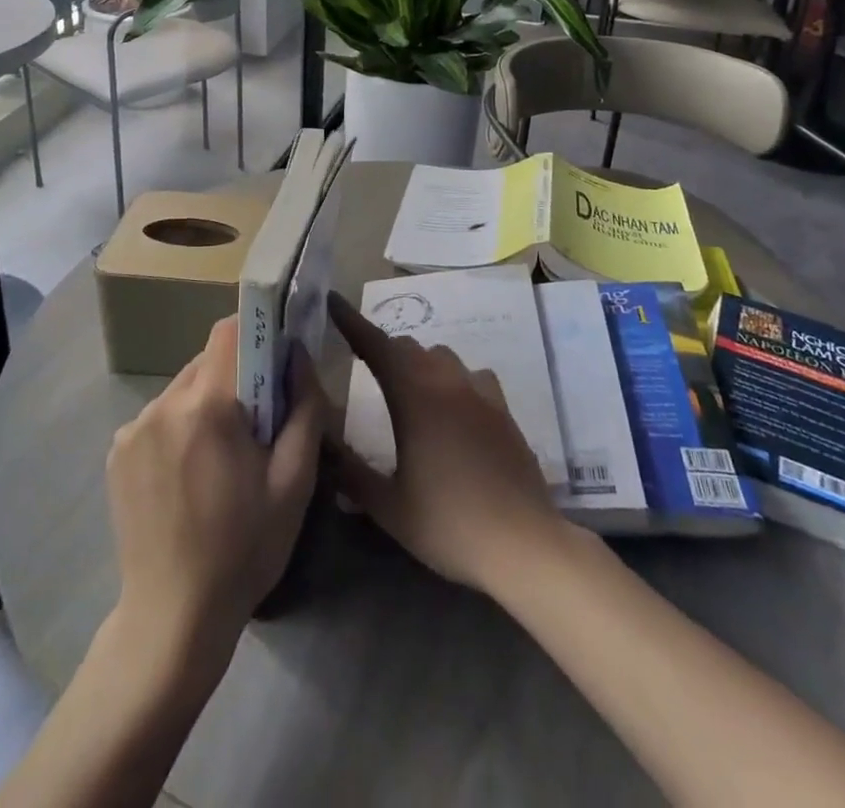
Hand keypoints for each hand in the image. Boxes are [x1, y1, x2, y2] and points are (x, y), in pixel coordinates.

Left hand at [105, 316, 324, 661]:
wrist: (172, 619)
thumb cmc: (244, 550)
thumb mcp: (294, 481)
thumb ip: (304, 407)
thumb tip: (298, 355)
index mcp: (206, 406)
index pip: (229, 332)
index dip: (257, 334)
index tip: (278, 361)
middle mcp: (162, 404)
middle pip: (207, 360)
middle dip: (237, 377)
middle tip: (258, 423)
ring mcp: (132, 428)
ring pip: (183, 388)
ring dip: (208, 403)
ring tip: (223, 456)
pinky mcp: (116, 452)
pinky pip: (160, 416)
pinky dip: (181, 427)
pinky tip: (190, 473)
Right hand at [329, 291, 566, 594]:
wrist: (523, 543)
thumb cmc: (449, 525)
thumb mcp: (388, 506)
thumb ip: (349, 470)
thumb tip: (320, 440)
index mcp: (413, 397)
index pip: (375, 345)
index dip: (351, 322)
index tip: (333, 301)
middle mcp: (446, 382)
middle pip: (407, 347)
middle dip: (381, 348)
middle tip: (363, 363)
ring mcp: (479, 393)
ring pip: (440, 356)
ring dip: (417, 361)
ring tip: (406, 385)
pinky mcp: (503, 409)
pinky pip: (471, 375)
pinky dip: (452, 378)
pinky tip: (453, 404)